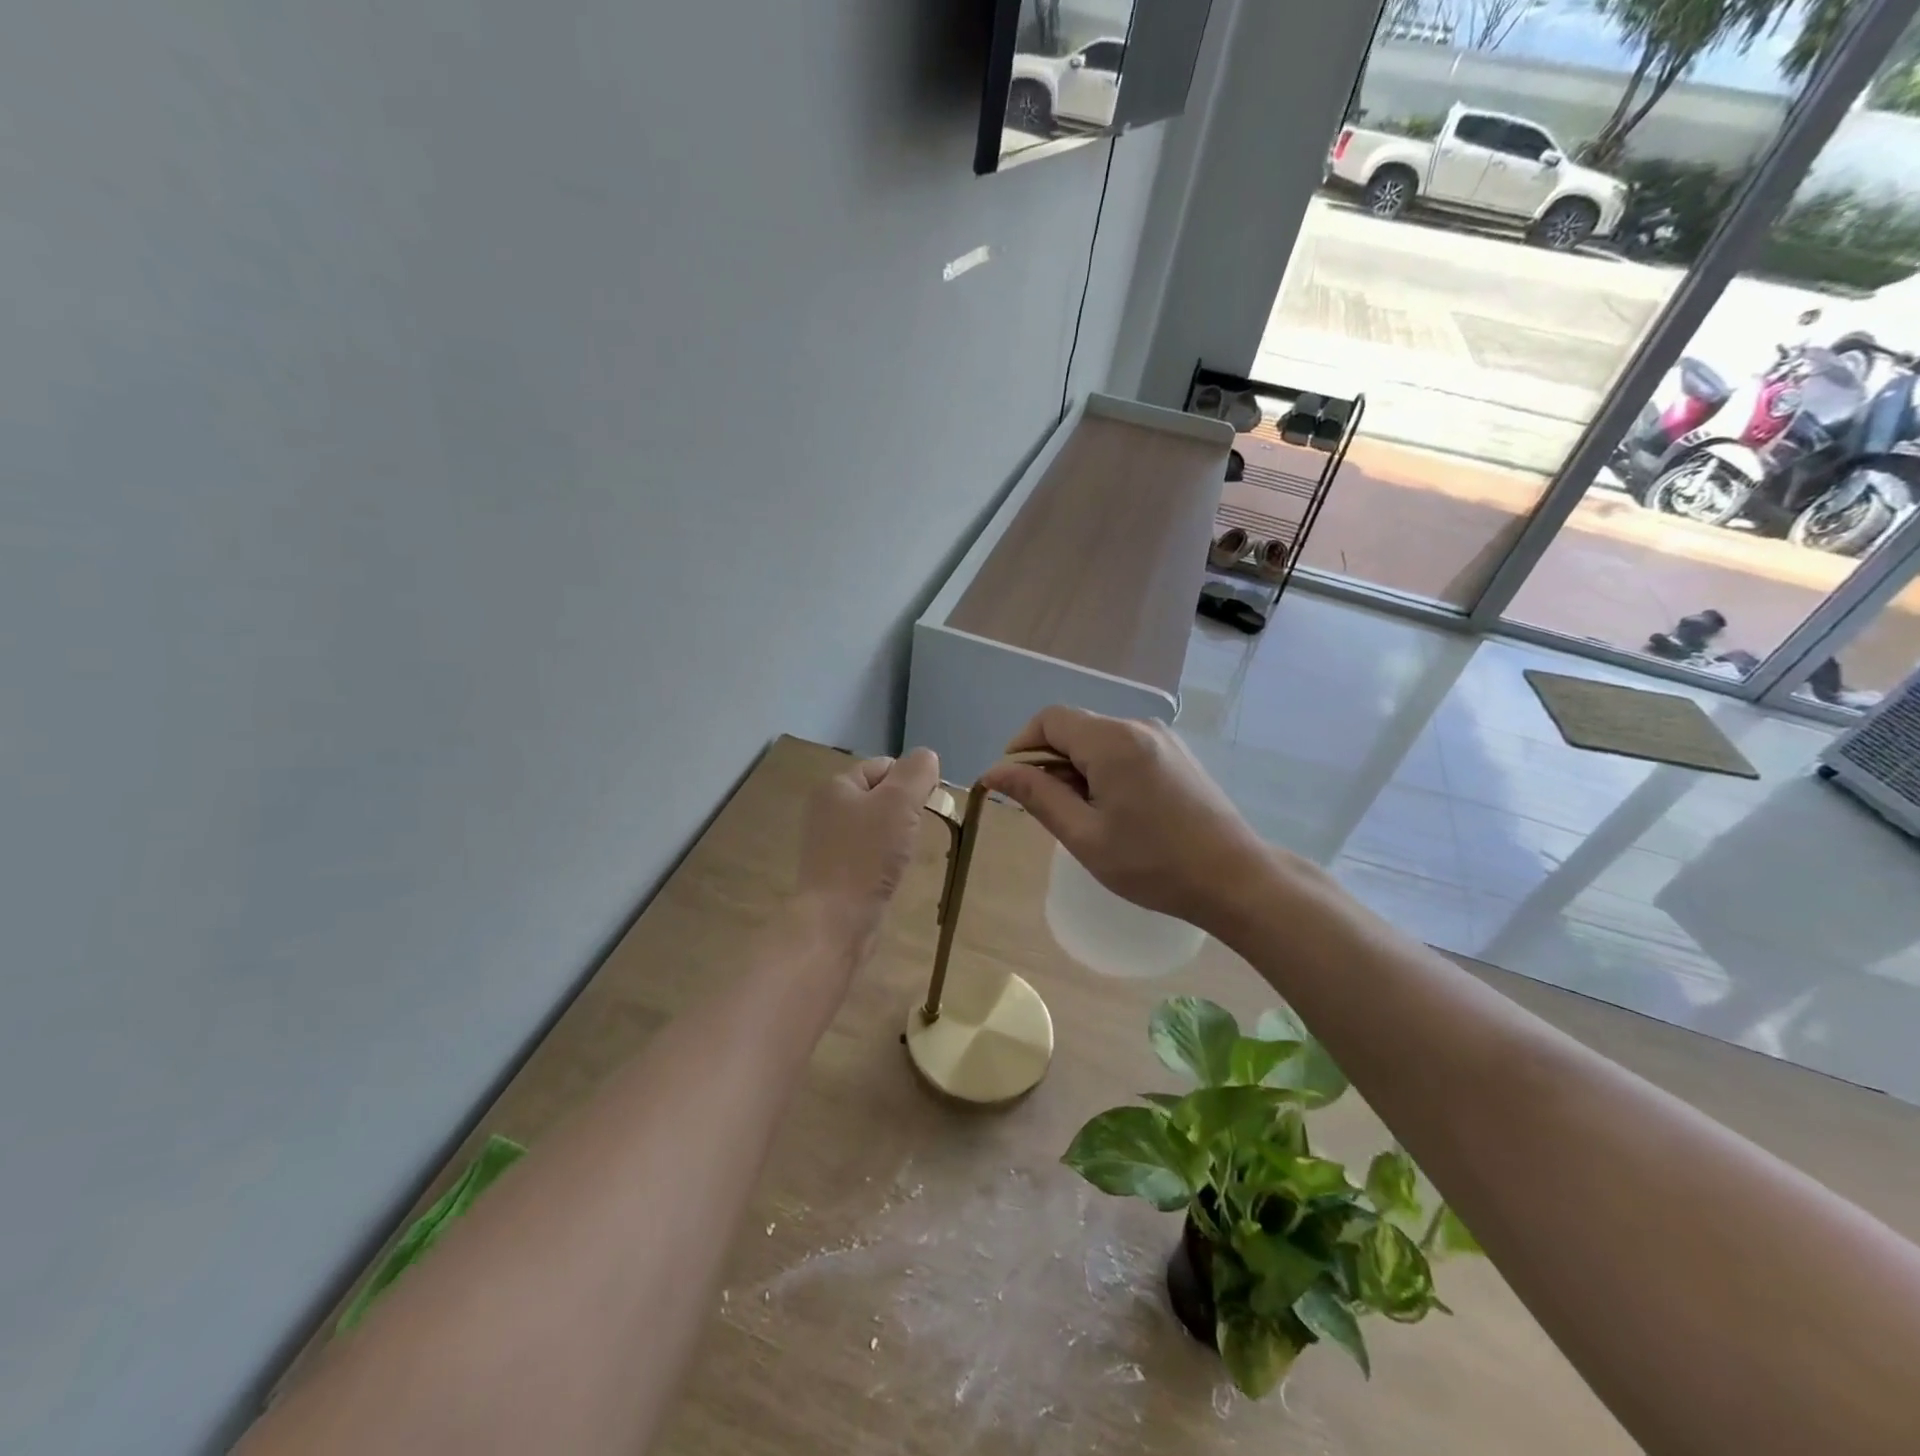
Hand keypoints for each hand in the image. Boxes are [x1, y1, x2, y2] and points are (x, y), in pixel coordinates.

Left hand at [795, 749, 940, 961]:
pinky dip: (885, 860)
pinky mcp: (836, 872)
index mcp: (836, 786)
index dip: (911, 781)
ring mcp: (829, 843)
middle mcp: (827, 809)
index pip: (884, 766)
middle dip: (906, 810)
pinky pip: (869, 854)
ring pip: (877, 826)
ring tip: (905, 856)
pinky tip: (891, 874)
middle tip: (916, 832)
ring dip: (898, 836)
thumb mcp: (899, 802)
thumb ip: (917, 772)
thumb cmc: (867, 856)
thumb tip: (927, 757)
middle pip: (881, 796)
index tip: (926, 807)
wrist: (836, 921)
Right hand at [980, 708, 1269, 931]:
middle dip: (1050, 761)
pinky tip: (1114, 809)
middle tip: (1050, 811)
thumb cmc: (1153, 863)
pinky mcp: (1176, 753)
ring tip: (1084, 816)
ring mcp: (1162, 738)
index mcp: (1112, 741)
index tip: (1013, 785)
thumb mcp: (1084, 835)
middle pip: (1075, 728)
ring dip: (1077, 768)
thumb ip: (1037, 795)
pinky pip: (1124, 748)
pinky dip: (1104, 769)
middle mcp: (1137, 726)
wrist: (1234, 878)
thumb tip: (994, 771)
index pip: (1049, 719)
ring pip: (1099, 739)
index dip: (1021, 746)